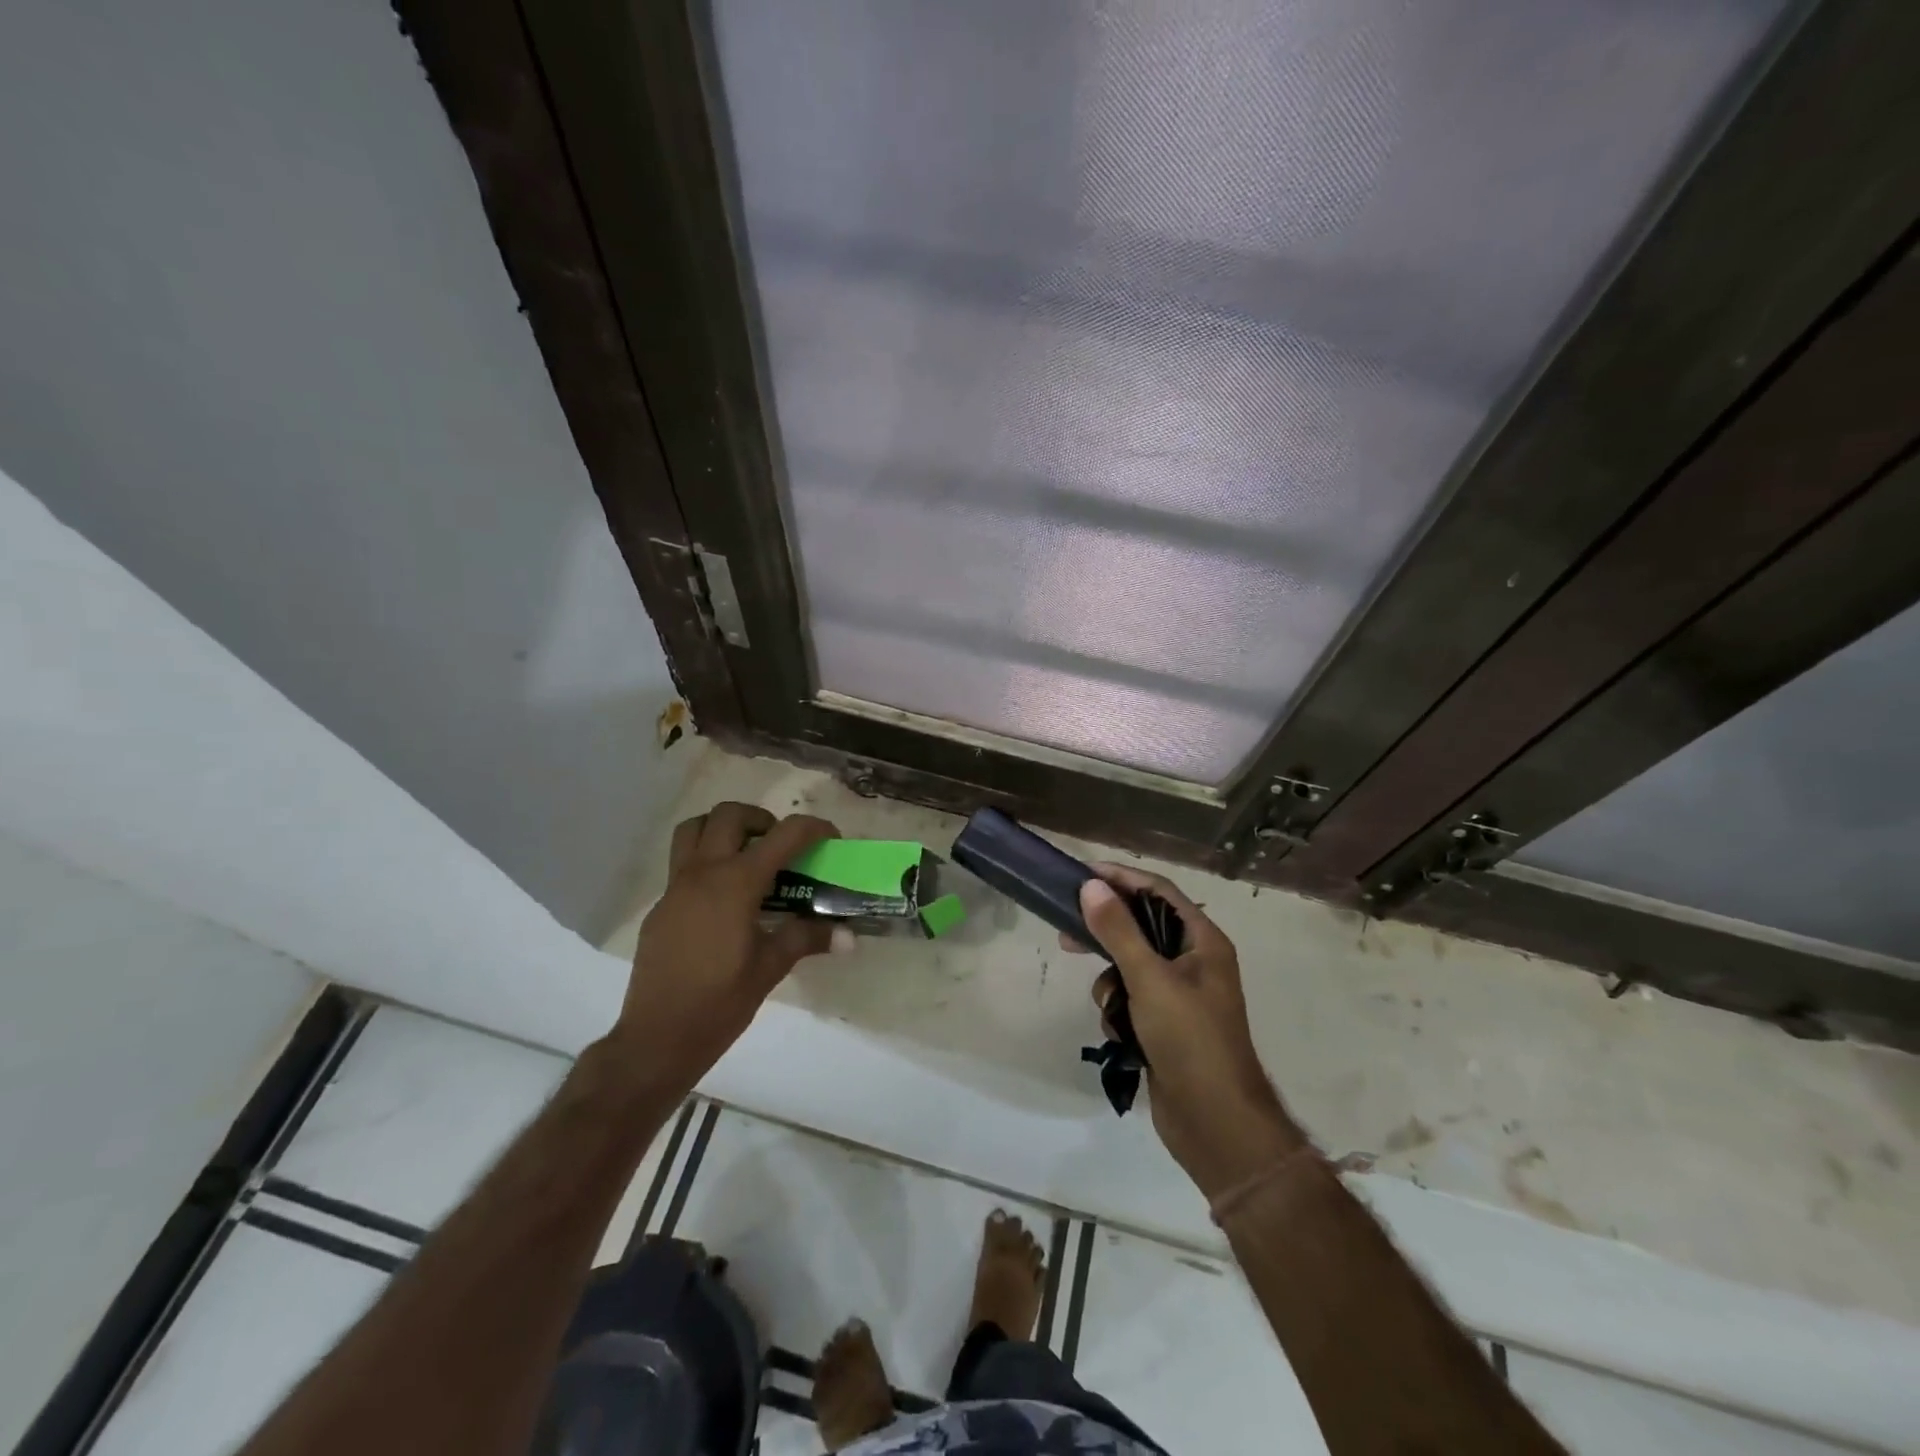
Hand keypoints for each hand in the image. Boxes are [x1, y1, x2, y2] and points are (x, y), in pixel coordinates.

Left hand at [609, 802, 838, 1090]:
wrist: (657, 1039)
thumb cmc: (720, 1003)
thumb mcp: (770, 967)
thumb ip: (806, 938)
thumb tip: (848, 935)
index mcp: (736, 883)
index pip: (783, 835)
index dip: (813, 829)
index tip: (830, 840)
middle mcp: (703, 873)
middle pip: (729, 815)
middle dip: (761, 819)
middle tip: (780, 847)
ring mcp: (676, 887)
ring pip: (695, 829)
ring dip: (723, 829)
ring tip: (747, 856)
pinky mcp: (661, 906)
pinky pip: (682, 862)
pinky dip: (707, 861)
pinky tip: (724, 900)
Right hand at [1069, 865, 1305, 1196]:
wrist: (1215, 1122)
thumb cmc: (1189, 1039)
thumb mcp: (1149, 978)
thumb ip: (1118, 930)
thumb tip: (1092, 885)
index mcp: (1202, 941)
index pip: (1158, 891)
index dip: (1122, 878)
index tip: (1082, 874)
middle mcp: (1193, 960)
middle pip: (1141, 927)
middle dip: (1106, 932)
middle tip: (1066, 930)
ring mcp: (1179, 994)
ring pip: (1129, 966)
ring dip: (1112, 983)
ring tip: (1110, 1006)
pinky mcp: (1164, 1023)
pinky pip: (1130, 999)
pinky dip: (1120, 1011)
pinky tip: (1121, 1035)